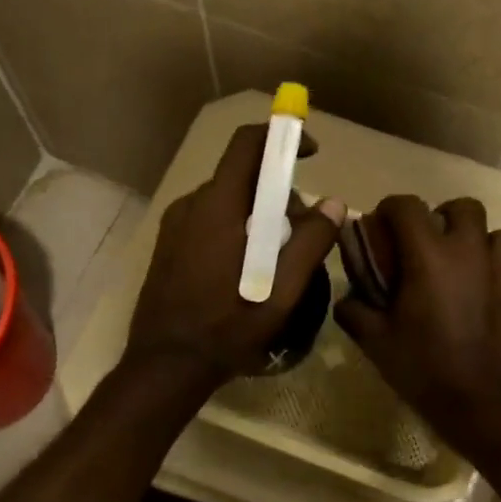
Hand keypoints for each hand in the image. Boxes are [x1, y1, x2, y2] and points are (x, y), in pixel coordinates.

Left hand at [123, 123, 344, 391]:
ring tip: (276, 256)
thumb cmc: (228, 327)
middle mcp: (191, 205)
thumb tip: (334, 204)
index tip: (310, 152)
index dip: (281, 137)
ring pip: (226, 200)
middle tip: (302, 229)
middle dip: (277, 190)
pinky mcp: (168, 245)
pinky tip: (246, 269)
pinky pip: (209, 220)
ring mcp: (175, 225)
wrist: (166, 364)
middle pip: (241, 175)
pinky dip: (235, 228)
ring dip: (257, 213)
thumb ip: (310, 243)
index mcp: (218, 207)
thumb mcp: (281, 292)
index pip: (247, 144)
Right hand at [334, 195, 500, 459]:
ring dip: (478, 242)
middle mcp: (471, 253)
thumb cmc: (422, 368)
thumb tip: (346, 297)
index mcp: (430, 256)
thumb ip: (354, 310)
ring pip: (498, 235)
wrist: (481, 406)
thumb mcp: (375, 341)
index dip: (389, 209)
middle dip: (443, 217)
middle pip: (464, 207)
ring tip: (462, 266)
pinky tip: (481, 303)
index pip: (407, 205)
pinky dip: (494, 278)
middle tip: (428, 243)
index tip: (381, 227)